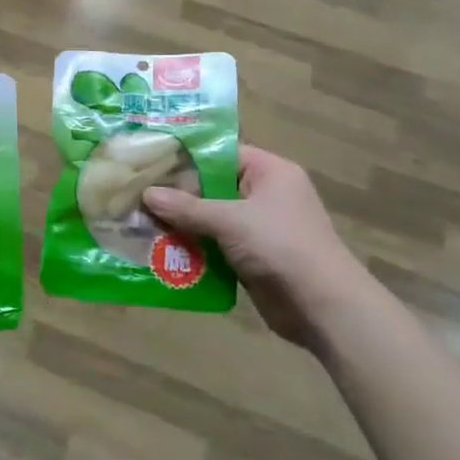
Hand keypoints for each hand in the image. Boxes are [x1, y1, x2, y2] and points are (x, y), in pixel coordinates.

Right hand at [142, 145, 367, 345]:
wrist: (322, 306)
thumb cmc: (280, 246)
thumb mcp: (230, 220)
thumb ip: (187, 207)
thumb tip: (146, 194)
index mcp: (269, 172)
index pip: (221, 154)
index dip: (186, 159)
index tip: (149, 164)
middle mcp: (265, 194)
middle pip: (212, 187)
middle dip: (177, 196)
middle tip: (137, 197)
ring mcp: (260, 227)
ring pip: (212, 218)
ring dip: (182, 225)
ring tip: (140, 224)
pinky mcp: (253, 256)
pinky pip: (216, 245)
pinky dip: (194, 248)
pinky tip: (162, 252)